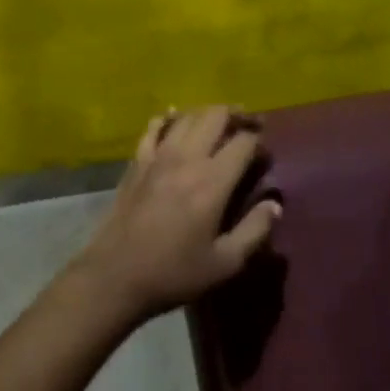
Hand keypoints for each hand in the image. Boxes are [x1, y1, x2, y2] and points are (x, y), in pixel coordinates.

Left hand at [65, 106, 281, 326]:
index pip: (243, 142)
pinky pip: (154, 127)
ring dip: (207, 114)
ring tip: (219, 124)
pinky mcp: (136, 162)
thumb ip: (254, 230)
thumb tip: (274, 204)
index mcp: (212, 181)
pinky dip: (169, 118)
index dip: (259, 142)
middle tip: (249, 125)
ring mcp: (157, 156)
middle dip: (237, 115)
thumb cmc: (173, 273)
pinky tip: (175, 121)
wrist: (115, 275)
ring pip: (186, 116)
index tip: (264, 156)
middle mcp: (186, 158)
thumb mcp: (224, 262)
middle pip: (215, 116)